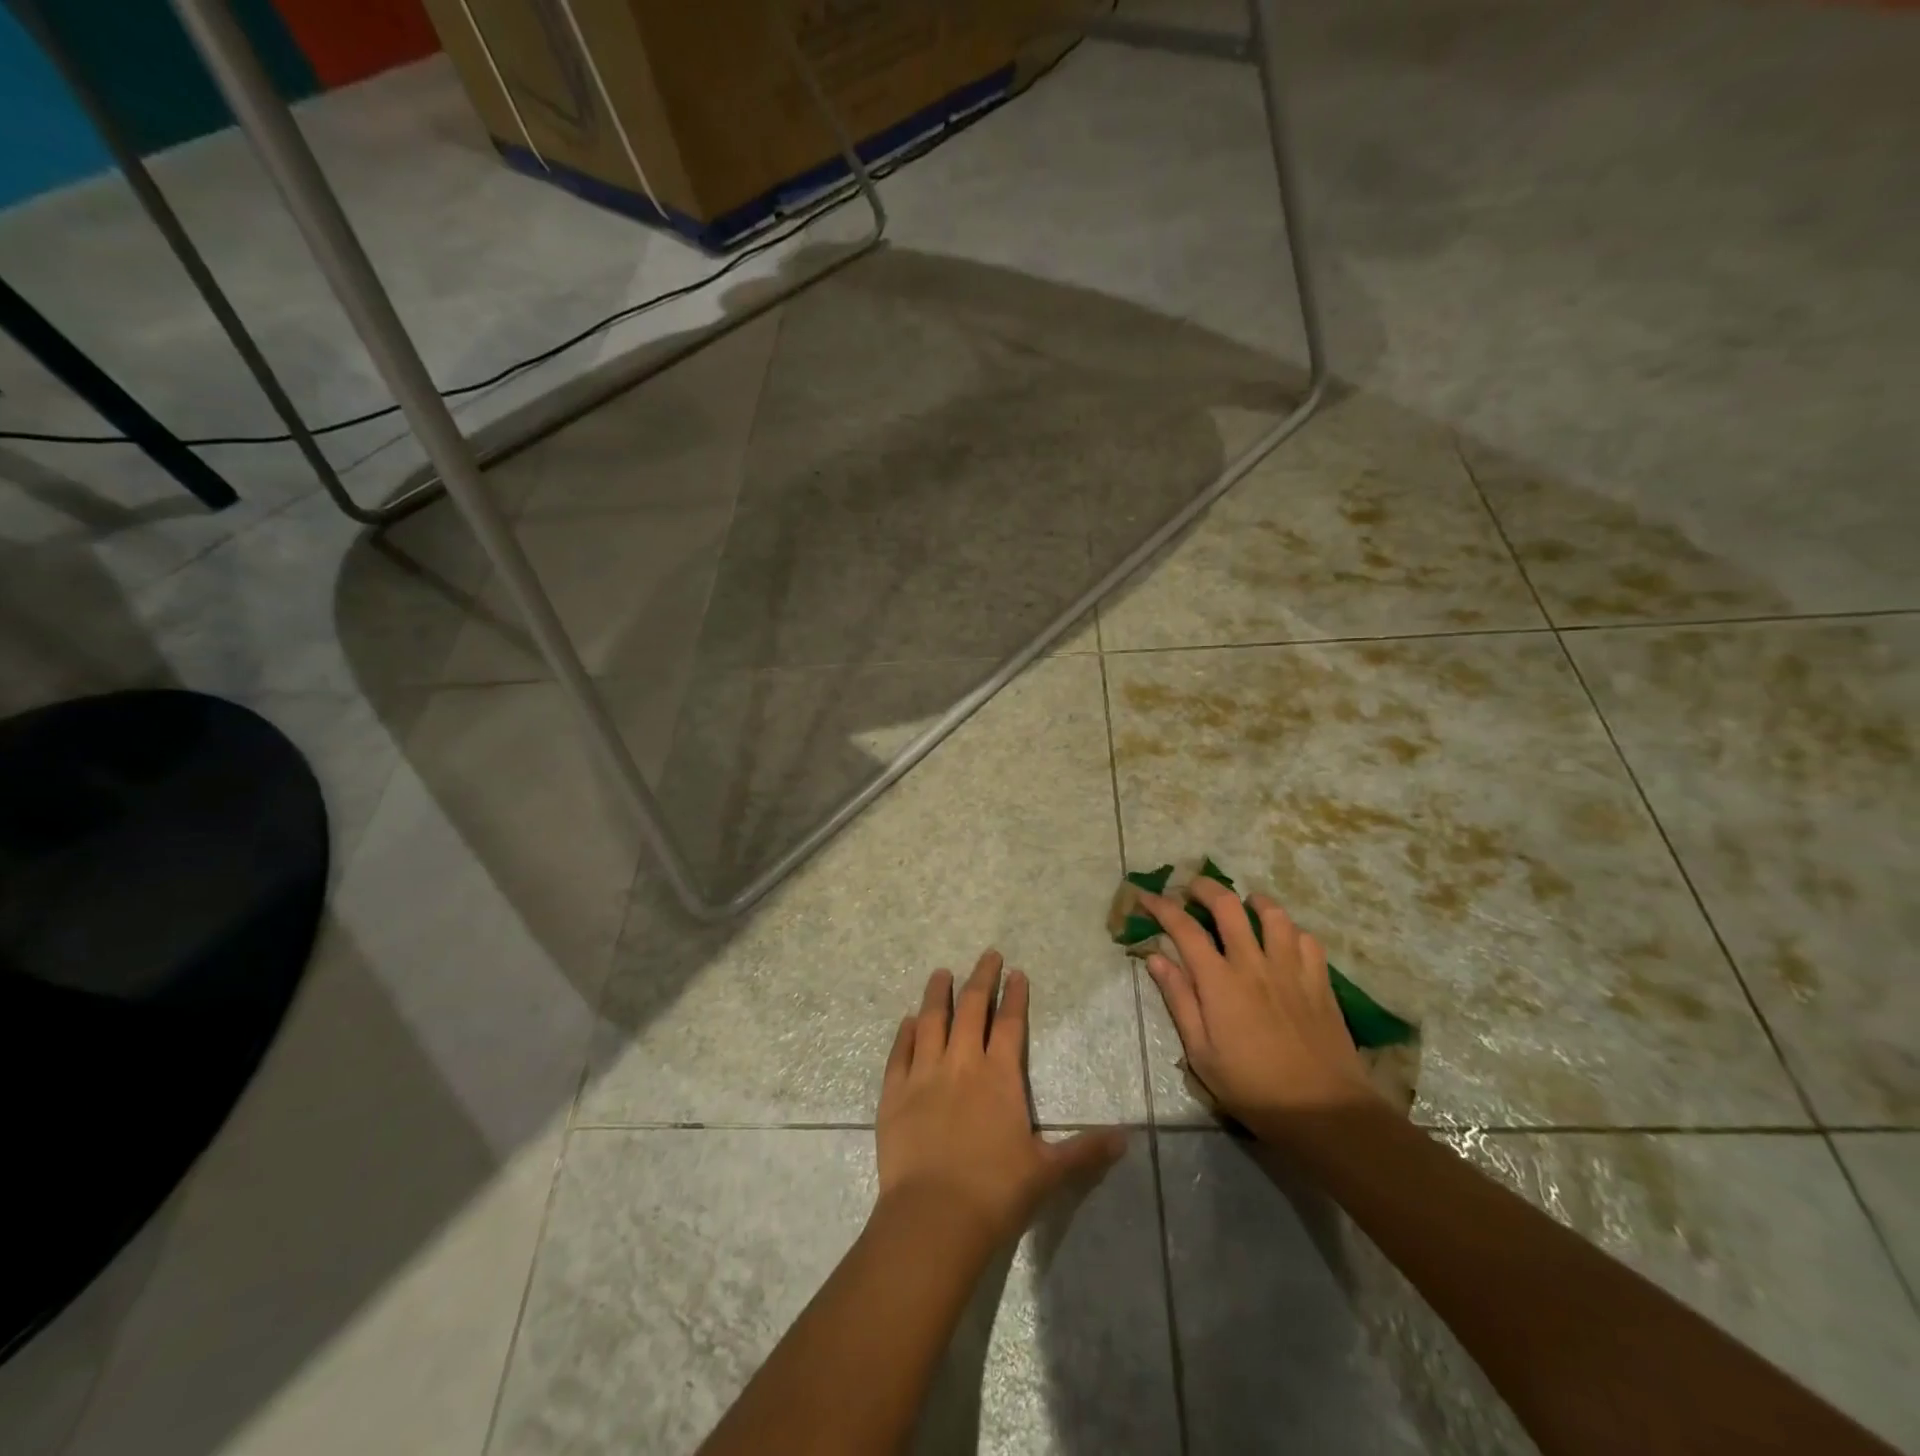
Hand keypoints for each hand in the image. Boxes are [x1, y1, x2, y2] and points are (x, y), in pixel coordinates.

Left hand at [876, 951, 1125, 1248]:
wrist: (934, 1217)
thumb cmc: (996, 1192)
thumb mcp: (1048, 1172)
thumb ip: (1085, 1151)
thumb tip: (1126, 1138)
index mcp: (1000, 1076)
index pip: (1011, 1023)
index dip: (1015, 995)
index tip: (1016, 973)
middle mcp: (961, 1063)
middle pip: (972, 1008)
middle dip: (981, 978)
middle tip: (987, 955)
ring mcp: (924, 1074)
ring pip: (931, 1020)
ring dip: (938, 994)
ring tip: (941, 973)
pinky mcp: (894, 1092)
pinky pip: (900, 1051)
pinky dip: (905, 1033)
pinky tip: (909, 1021)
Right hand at [1139, 879, 1376, 1133]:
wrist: (1324, 1111)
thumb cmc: (1253, 1087)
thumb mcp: (1201, 1053)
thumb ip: (1179, 1000)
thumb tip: (1156, 958)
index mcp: (1219, 982)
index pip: (1184, 928)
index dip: (1161, 906)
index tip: (1146, 896)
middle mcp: (1254, 964)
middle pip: (1228, 905)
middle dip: (1205, 888)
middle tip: (1192, 889)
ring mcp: (1291, 969)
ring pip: (1273, 914)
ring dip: (1253, 902)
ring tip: (1244, 905)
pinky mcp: (1320, 981)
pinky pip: (1306, 939)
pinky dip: (1290, 931)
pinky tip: (1283, 940)